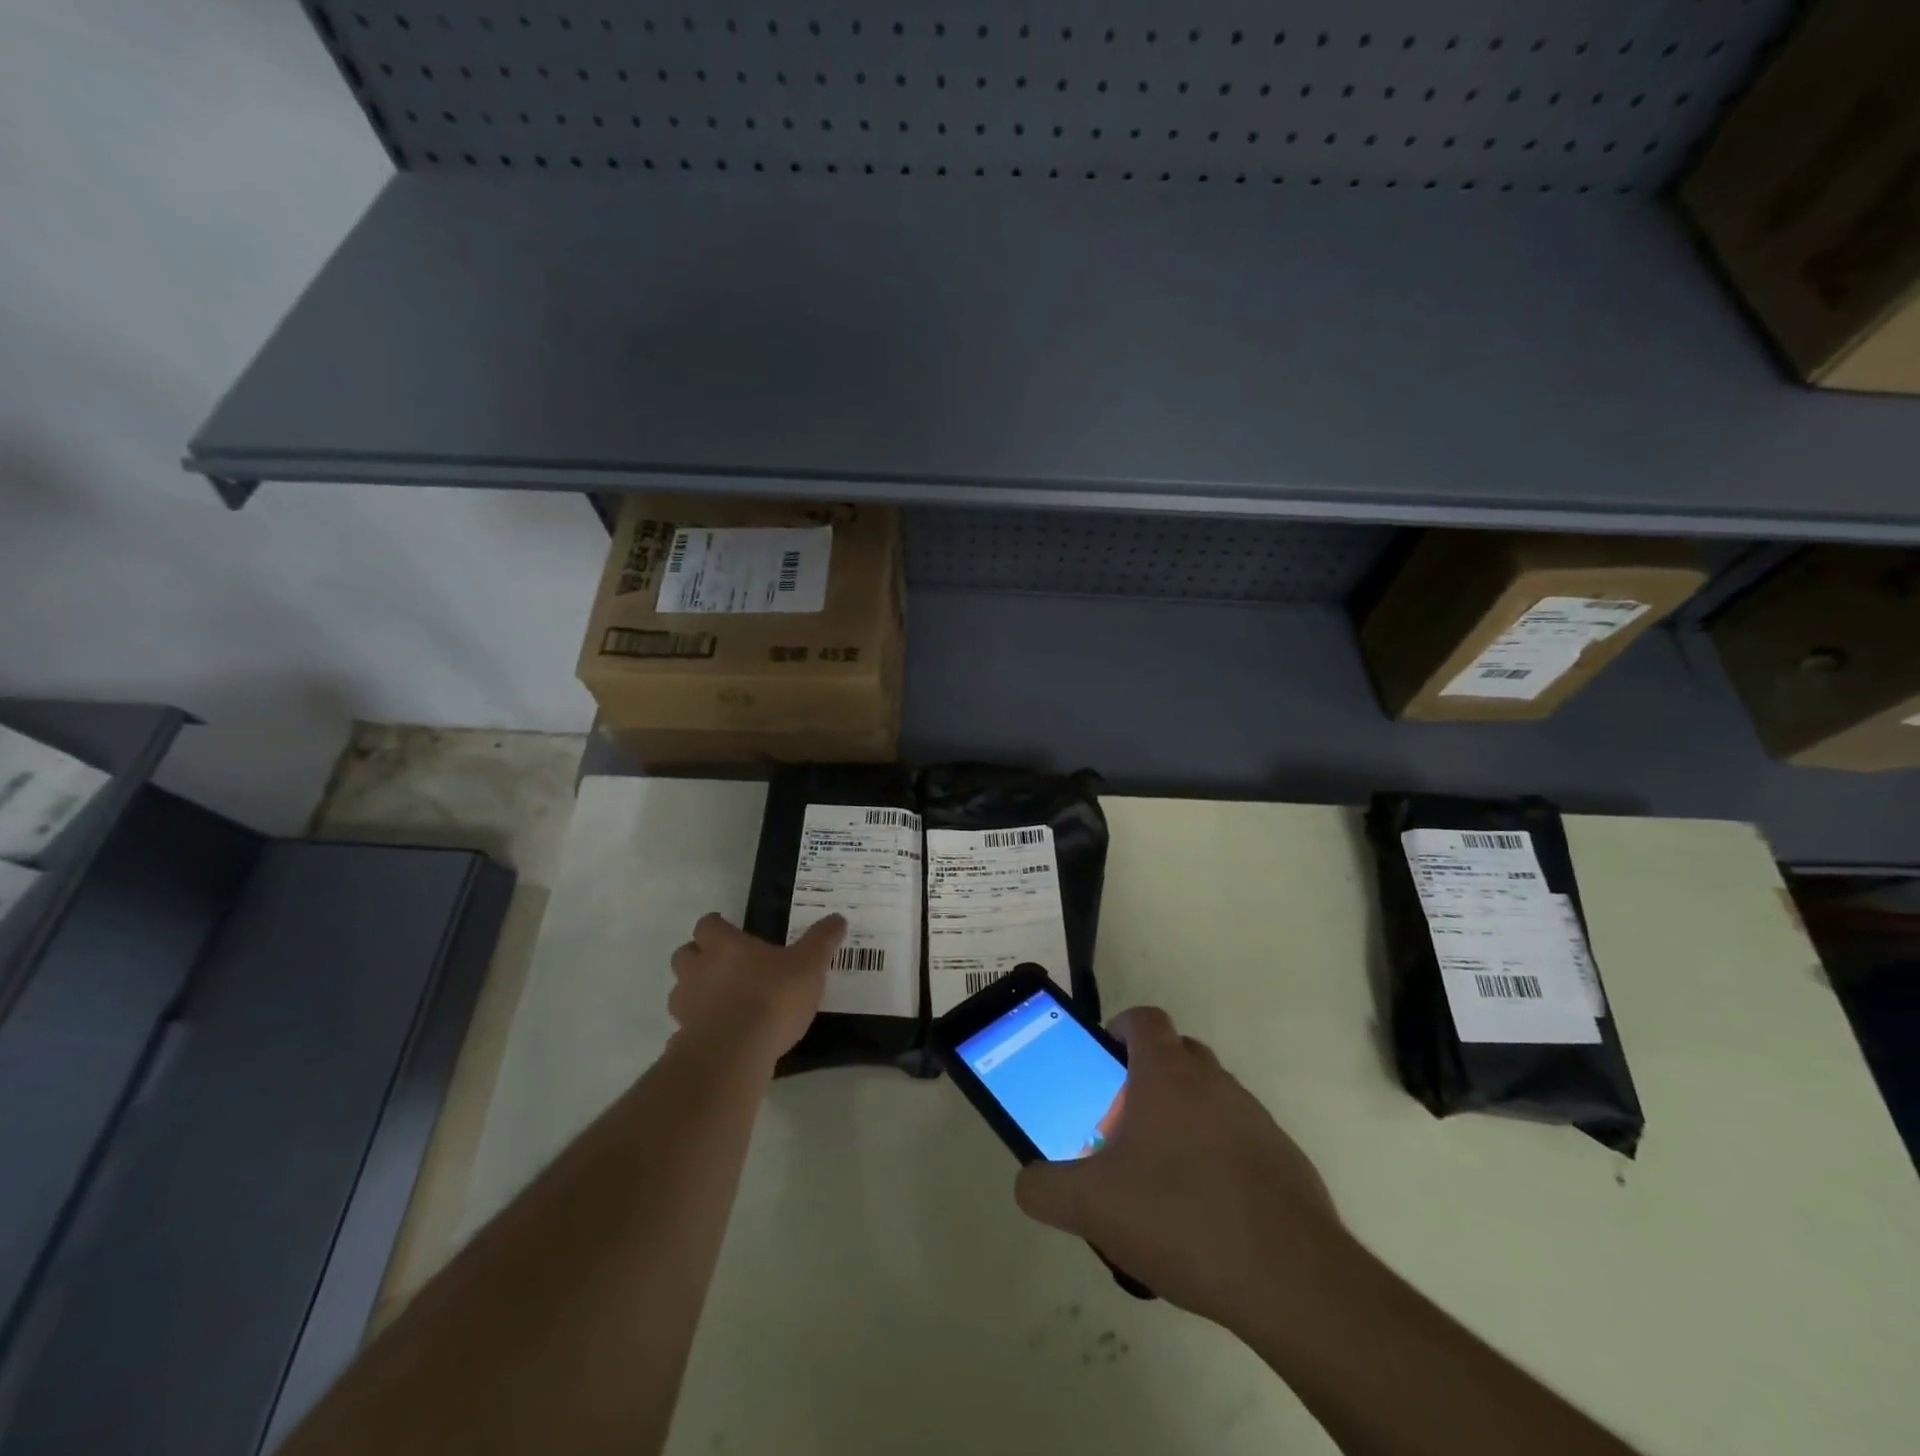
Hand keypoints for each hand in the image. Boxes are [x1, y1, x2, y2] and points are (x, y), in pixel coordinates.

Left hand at [668, 913, 845, 1061]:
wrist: (734, 1054)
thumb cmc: (772, 998)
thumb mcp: (809, 965)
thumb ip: (821, 941)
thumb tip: (837, 918)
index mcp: (724, 946)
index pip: (708, 924)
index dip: (717, 926)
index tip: (729, 930)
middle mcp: (698, 970)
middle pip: (684, 954)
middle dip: (699, 957)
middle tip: (724, 965)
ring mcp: (686, 1006)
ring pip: (681, 990)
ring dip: (696, 992)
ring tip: (723, 1002)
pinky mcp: (683, 1039)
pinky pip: (686, 1027)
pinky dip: (699, 1027)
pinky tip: (722, 1036)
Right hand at [1013, 1006, 1353, 1336]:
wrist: (1290, 1279)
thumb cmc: (1180, 1216)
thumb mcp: (1091, 1206)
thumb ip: (1045, 1188)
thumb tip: (1028, 1182)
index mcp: (1168, 1074)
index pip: (1144, 1019)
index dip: (1120, 1028)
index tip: (1103, 1061)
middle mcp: (1214, 1082)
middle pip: (1178, 1054)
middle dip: (1148, 1077)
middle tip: (1124, 1124)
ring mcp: (1256, 1119)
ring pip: (1210, 1098)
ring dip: (1184, 1119)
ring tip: (1161, 1178)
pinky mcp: (1285, 1160)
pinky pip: (1241, 1140)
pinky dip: (1219, 1158)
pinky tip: (1205, 1214)